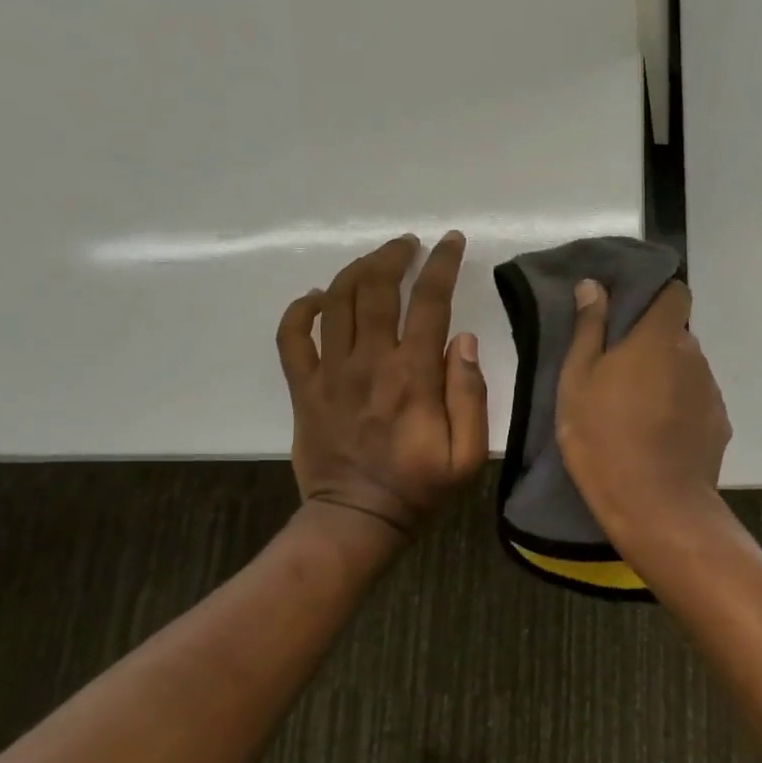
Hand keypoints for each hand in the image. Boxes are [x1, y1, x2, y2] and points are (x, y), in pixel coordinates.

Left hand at [277, 232, 488, 537]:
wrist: (356, 521)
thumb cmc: (419, 487)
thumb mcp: (468, 454)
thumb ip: (470, 394)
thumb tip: (464, 340)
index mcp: (413, 376)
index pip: (429, 302)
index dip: (442, 264)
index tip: (451, 241)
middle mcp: (369, 363)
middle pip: (375, 288)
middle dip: (394, 255)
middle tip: (409, 245)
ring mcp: (330, 373)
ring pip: (335, 301)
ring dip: (356, 270)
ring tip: (375, 260)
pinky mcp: (303, 388)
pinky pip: (291, 337)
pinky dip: (301, 308)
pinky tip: (318, 296)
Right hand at [556, 279, 731, 545]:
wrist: (655, 505)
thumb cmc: (604, 437)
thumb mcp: (578, 381)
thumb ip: (589, 328)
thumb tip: (593, 285)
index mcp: (660, 337)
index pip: (675, 292)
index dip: (657, 297)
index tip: (632, 314)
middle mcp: (694, 355)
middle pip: (677, 335)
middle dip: (654, 344)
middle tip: (620, 372)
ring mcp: (711, 392)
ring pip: (687, 371)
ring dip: (668, 378)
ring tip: (638, 411)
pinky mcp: (719, 425)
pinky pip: (698, 403)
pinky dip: (681, 410)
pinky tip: (659, 437)